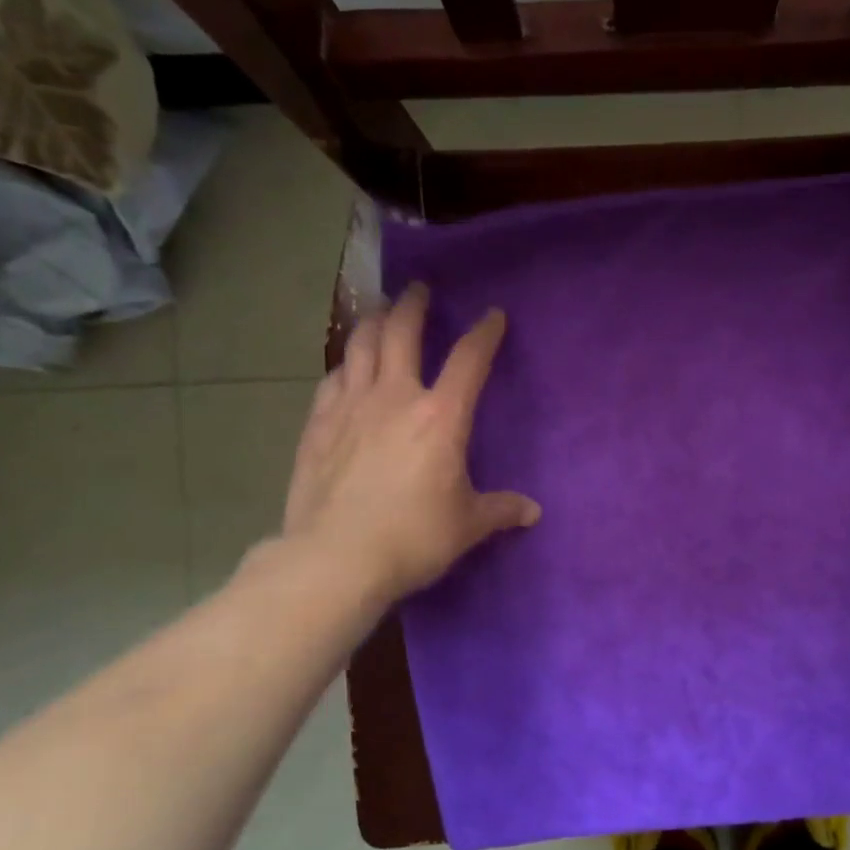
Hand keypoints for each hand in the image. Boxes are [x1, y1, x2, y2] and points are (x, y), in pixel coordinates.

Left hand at [277, 282, 539, 608]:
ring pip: (359, 346)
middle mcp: (394, 398)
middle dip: (413, 306)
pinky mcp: (317, 426)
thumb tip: (532, 512)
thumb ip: (500, 510)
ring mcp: (350, 407)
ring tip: (379, 313)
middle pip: (401, 332)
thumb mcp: (467, 525)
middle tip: (419, 291)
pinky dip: (344, 365)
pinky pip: (332, 380)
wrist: (336, 558)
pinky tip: (346, 369)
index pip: (470, 359)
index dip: (485, 332)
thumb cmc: (413, 537)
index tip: (493, 315)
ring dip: (372, 323)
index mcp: (441, 417)